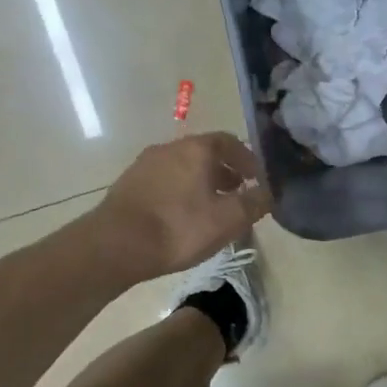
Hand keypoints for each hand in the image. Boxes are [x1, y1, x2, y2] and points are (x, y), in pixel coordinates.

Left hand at [94, 132, 270, 280]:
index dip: (248, 160)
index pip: (230, 141)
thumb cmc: (180, 228)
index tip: (258, 180)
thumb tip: (269, 192)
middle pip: (205, 153)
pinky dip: (180, 191)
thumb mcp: (229, 220)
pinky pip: (164, 181)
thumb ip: (255, 203)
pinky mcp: (129, 184)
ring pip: (183, 167)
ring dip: (201, 182)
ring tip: (211, 208)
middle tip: (238, 195)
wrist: (116, 245)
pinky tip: (182, 216)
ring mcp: (145, 164)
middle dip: (225, 172)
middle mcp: (170, 147)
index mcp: (197, 149)